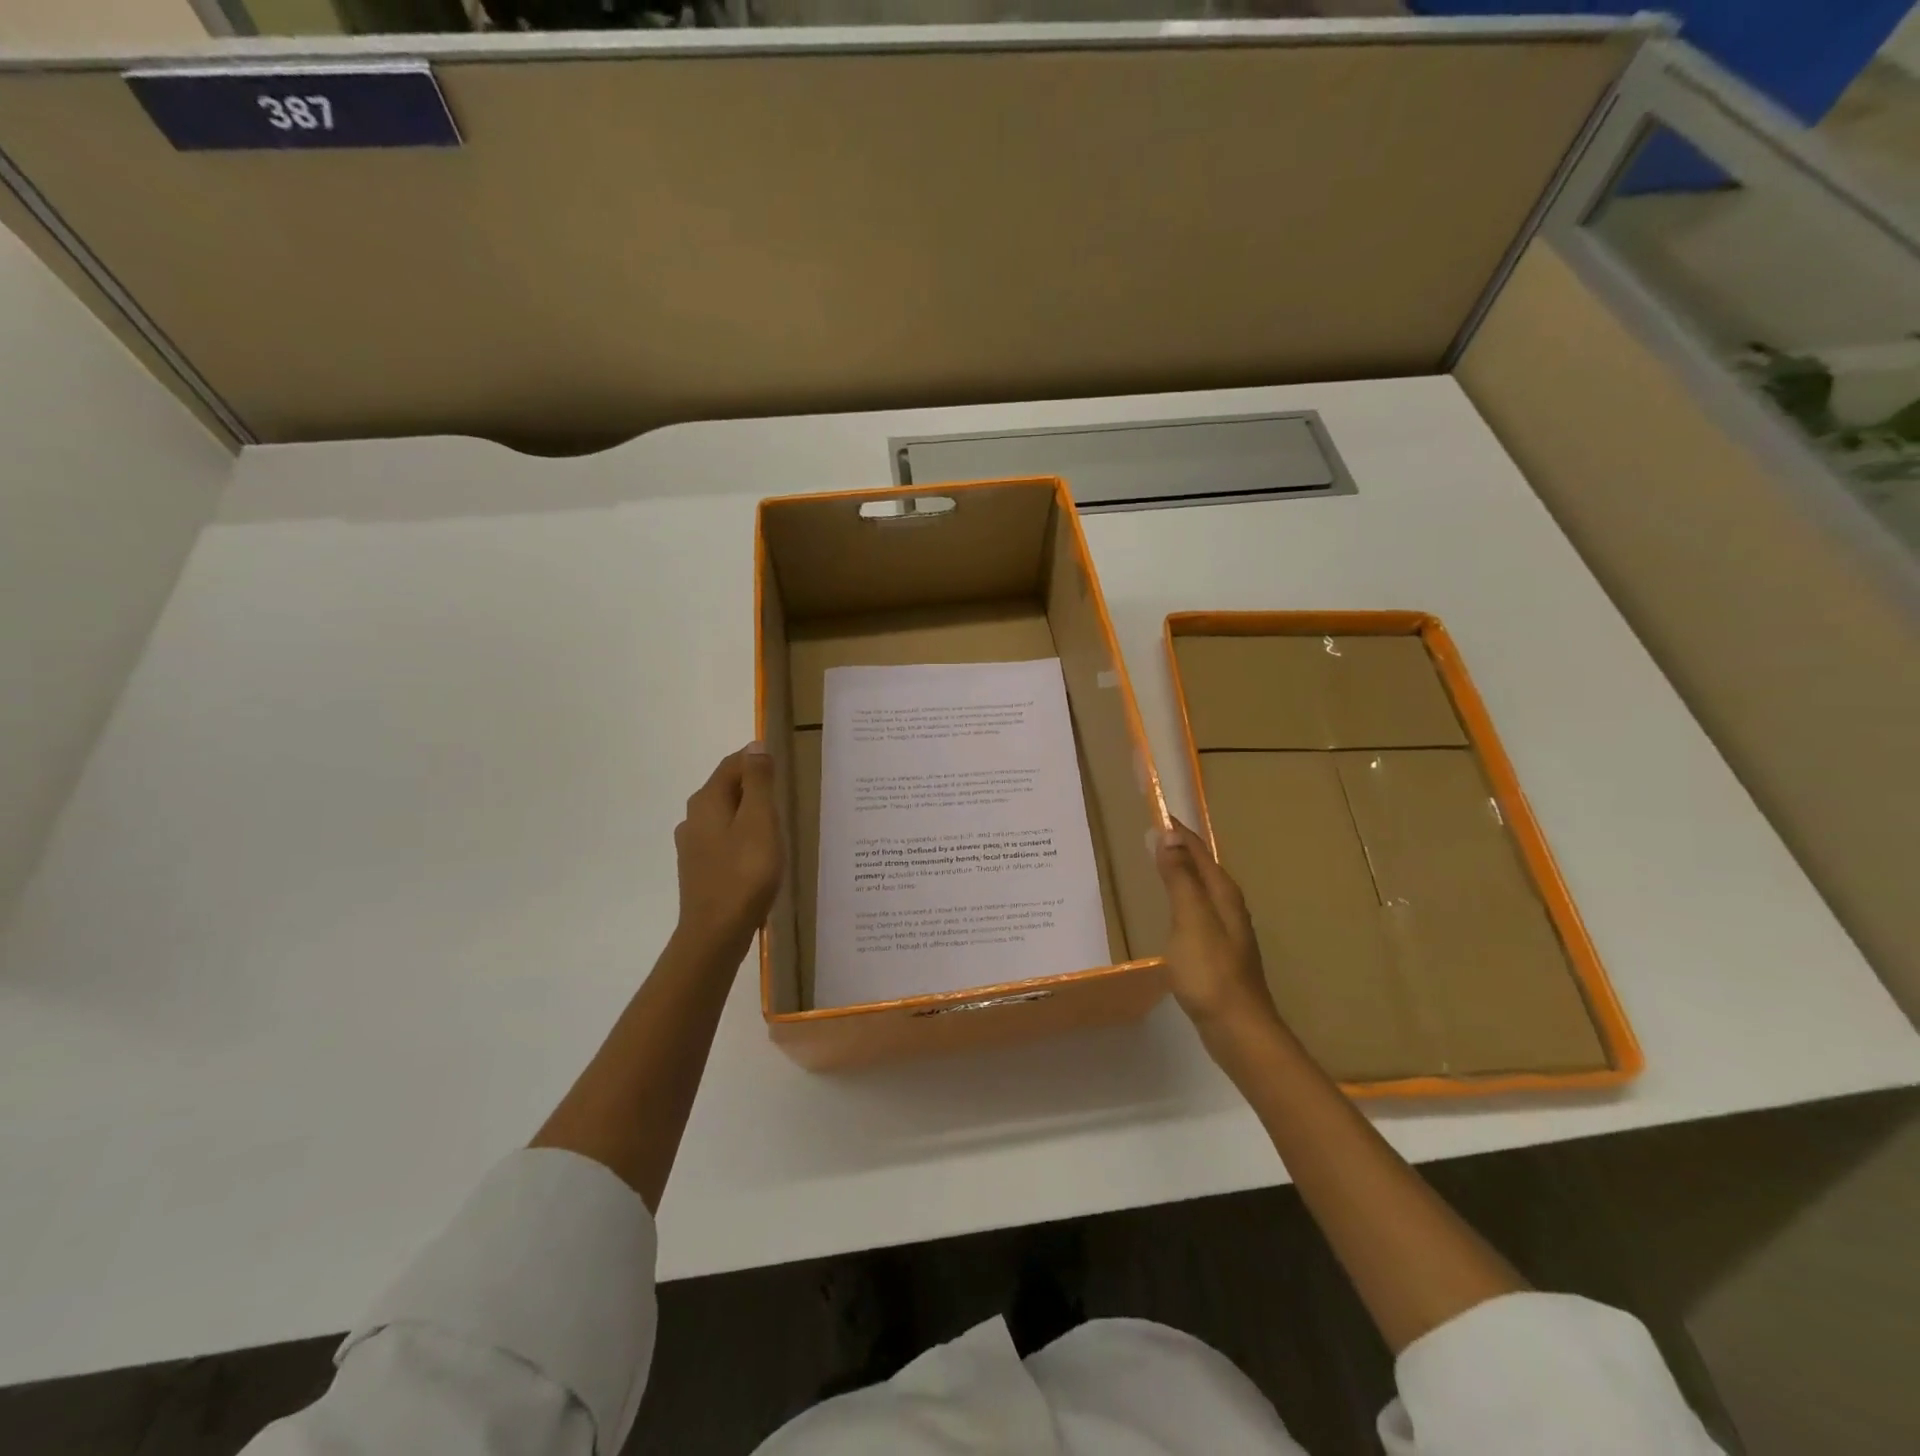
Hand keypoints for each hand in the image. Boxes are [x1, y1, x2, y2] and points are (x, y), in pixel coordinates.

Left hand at [673, 743, 782, 955]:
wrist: (716, 934)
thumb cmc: (744, 874)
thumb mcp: (760, 822)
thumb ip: (759, 782)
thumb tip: (755, 745)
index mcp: (707, 801)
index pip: (732, 765)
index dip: (757, 759)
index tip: (785, 765)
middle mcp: (693, 818)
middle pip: (727, 789)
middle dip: (755, 786)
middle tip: (787, 795)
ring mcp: (693, 846)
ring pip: (726, 816)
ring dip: (750, 814)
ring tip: (778, 825)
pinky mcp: (700, 869)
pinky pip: (725, 840)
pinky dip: (744, 837)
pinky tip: (760, 854)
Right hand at [1155, 819, 1282, 1043]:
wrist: (1238, 1029)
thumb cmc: (1211, 971)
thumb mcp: (1191, 920)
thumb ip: (1180, 879)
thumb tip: (1169, 835)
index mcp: (1223, 893)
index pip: (1198, 850)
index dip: (1176, 830)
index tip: (1154, 810)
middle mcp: (1229, 906)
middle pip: (1202, 867)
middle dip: (1179, 847)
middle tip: (1151, 832)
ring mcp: (1226, 931)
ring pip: (1201, 889)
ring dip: (1181, 873)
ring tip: (1158, 863)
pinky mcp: (1218, 952)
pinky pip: (1197, 911)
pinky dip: (1182, 898)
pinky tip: (1171, 911)